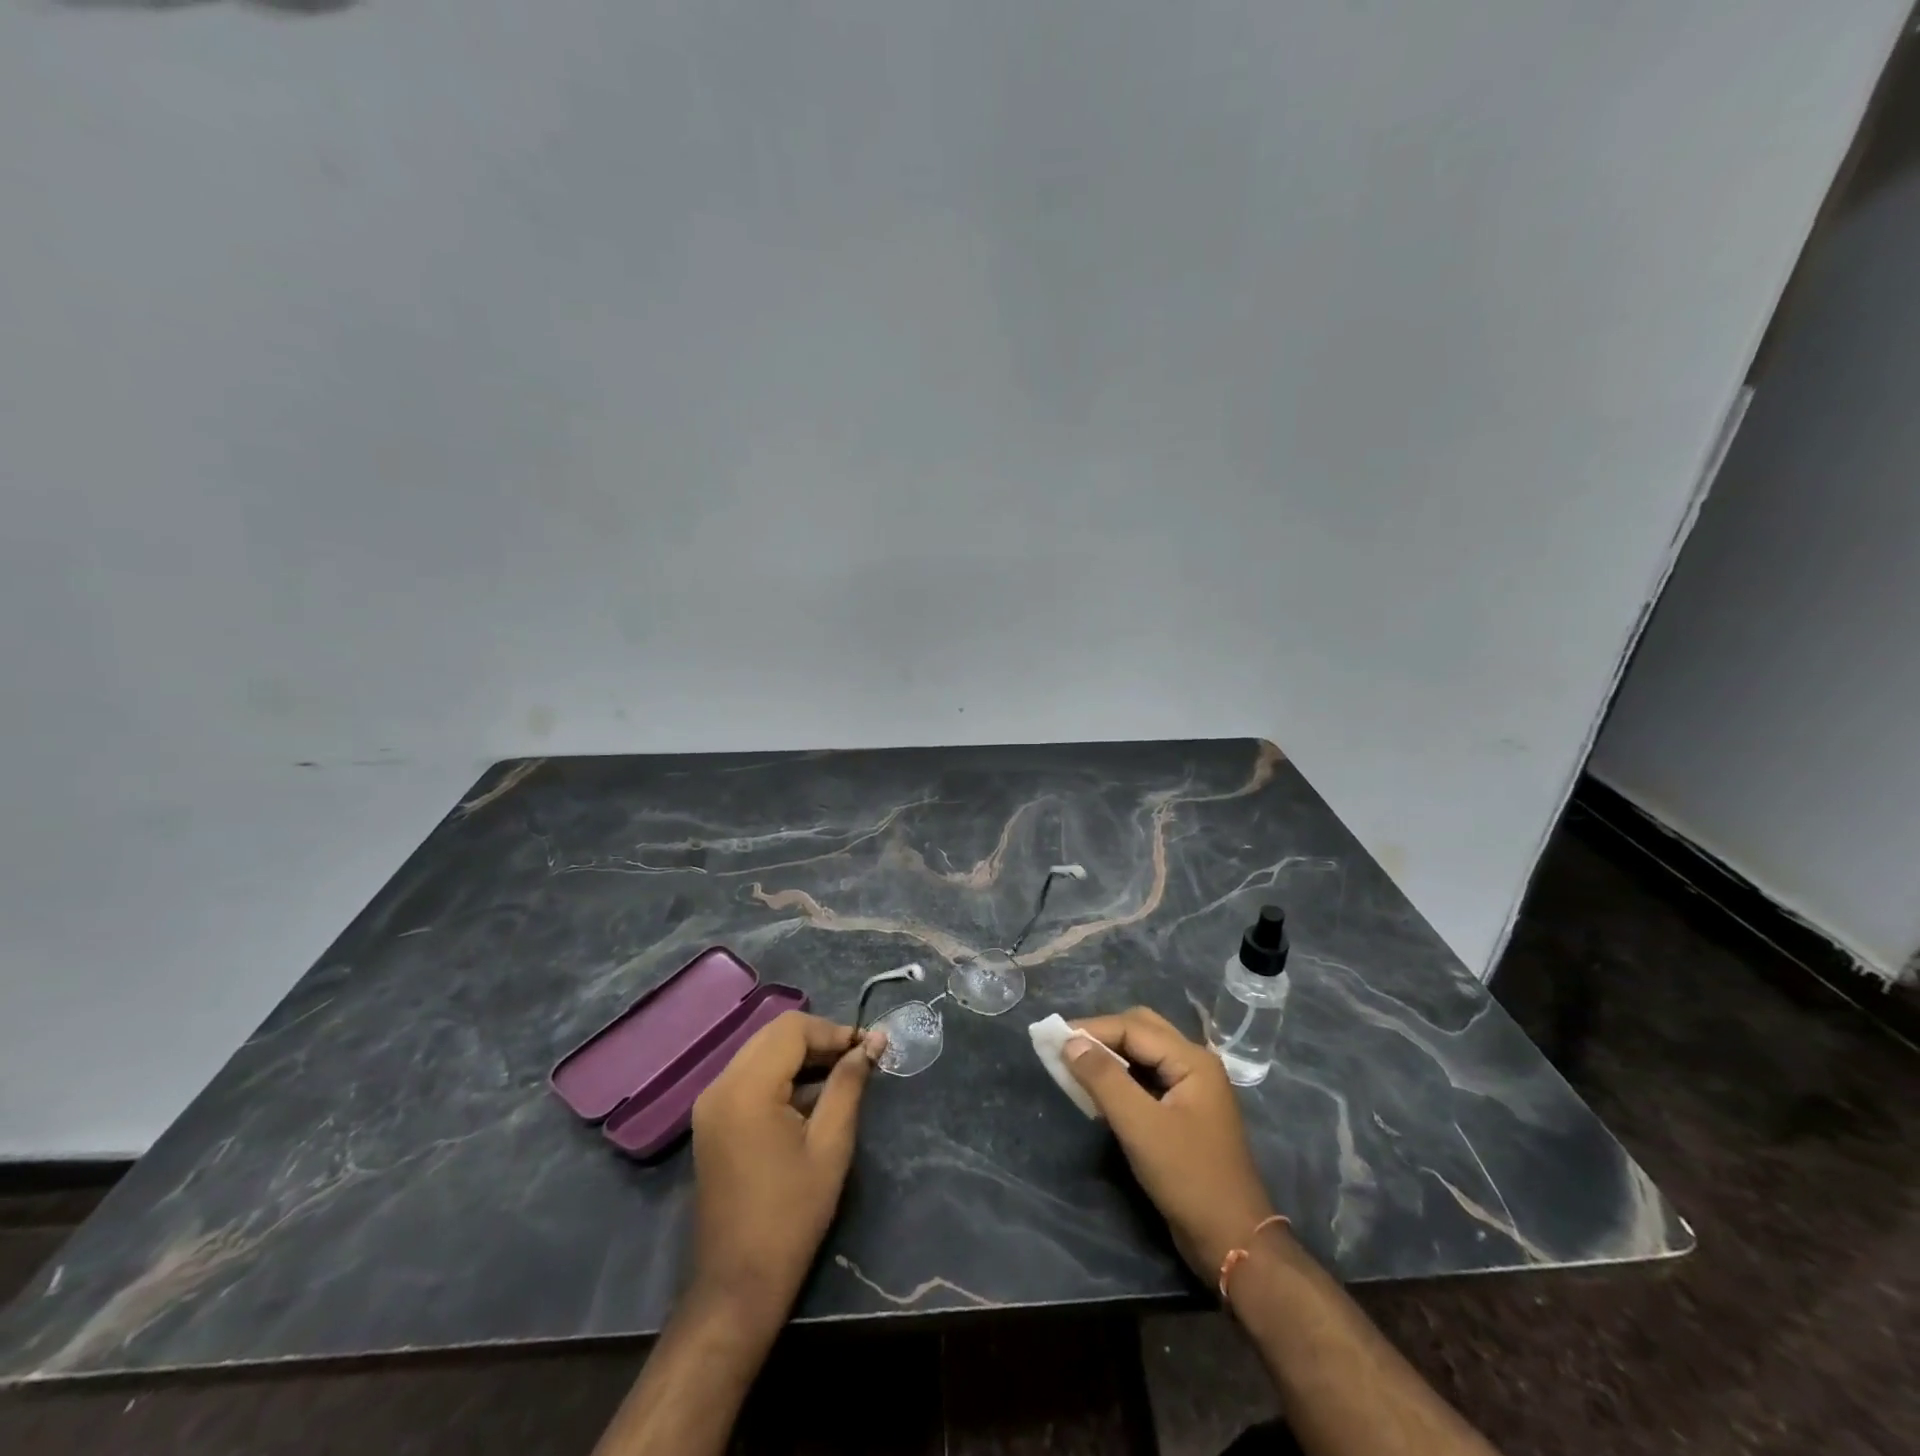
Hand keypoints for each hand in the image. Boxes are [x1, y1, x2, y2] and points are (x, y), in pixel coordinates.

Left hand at [688, 1011, 884, 1320]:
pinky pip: (750, 1076)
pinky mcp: (712, 1120)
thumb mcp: (831, 1144)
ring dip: (801, 1056)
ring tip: (840, 1076)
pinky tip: (810, 1098)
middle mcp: (720, 1084)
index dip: (833, 1030)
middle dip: (818, 1039)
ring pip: (761, 1051)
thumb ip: (849, 1083)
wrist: (737, 1284)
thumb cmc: (791, 1214)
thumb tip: (874, 1041)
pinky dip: (781, 1075)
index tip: (868, 1049)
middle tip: (857, 1059)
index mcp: (746, 1088)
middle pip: (774, 1034)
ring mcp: (710, 1103)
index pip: (792, 1028)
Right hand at [1065, 1006, 1276, 1280]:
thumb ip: (1104, 1079)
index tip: (1053, 1037)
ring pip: (1144, 1054)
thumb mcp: (1140, 1127)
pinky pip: (1148, 1078)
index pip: (1133, 1027)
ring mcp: (1192, 1089)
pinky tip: (1100, 1092)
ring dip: (1111, 1055)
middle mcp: (1195, 1064)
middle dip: (1102, 1035)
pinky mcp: (1185, 1112)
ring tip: (1076, 1066)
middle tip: (1066, 1048)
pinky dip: (1122, 1077)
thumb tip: (1070, 1042)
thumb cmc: (1189, 1178)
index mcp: (1192, 1060)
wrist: (1233, 1241)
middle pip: (1141, 1030)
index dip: (1092, 1029)